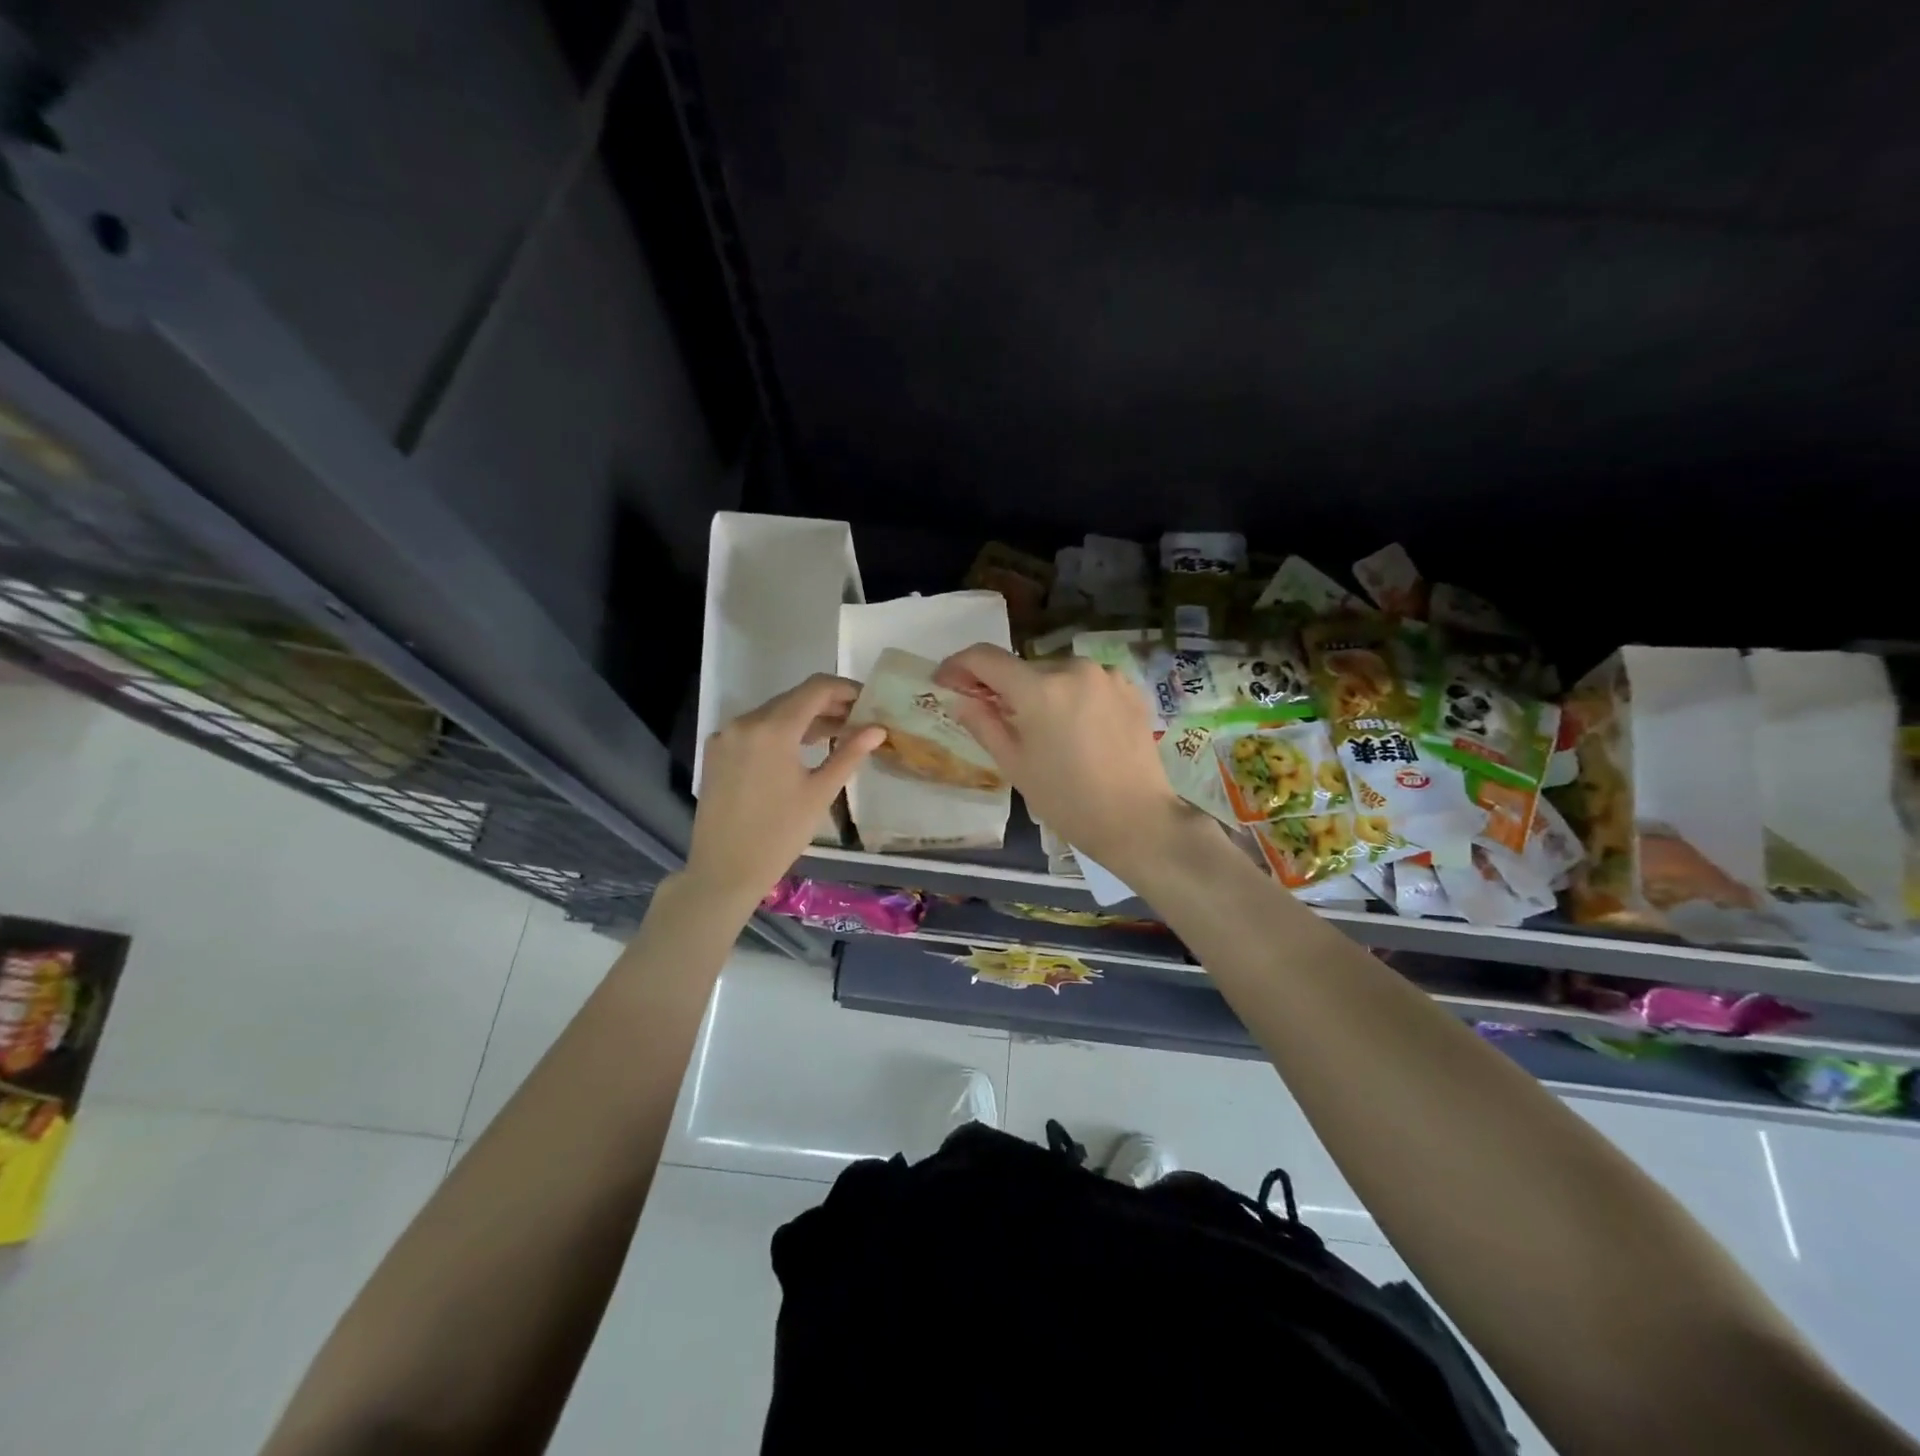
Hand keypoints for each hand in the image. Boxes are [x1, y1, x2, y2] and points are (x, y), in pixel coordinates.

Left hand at [688, 675, 884, 905]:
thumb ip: (849, 754)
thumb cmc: (780, 834)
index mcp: (773, 729)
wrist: (725, 870)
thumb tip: (878, 728)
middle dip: (827, 705)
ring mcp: (726, 735)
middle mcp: (745, 721)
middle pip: (793, 698)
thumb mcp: (820, 793)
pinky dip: (780, 731)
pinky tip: (799, 750)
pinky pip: (754, 729)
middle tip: (857, 721)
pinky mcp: (717, 751)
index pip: (816, 688)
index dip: (845, 689)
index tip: (868, 702)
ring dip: (804, 718)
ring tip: (834, 736)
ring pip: (773, 712)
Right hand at [933, 643, 1186, 871]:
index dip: (959, 665)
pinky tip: (1077, 730)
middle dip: (1003, 688)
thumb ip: (983, 723)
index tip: (945, 681)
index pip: (985, 658)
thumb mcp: (1015, 765)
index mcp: (1039, 689)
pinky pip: (1087, 683)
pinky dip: (1072, 697)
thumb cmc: (1067, 800)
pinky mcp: (1130, 688)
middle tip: (995, 718)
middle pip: (1023, 668)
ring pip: (1056, 675)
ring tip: (1044, 731)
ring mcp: (1106, 675)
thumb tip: (961, 699)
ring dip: (1041, 693)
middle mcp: (1073, 669)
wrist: (1137, 820)